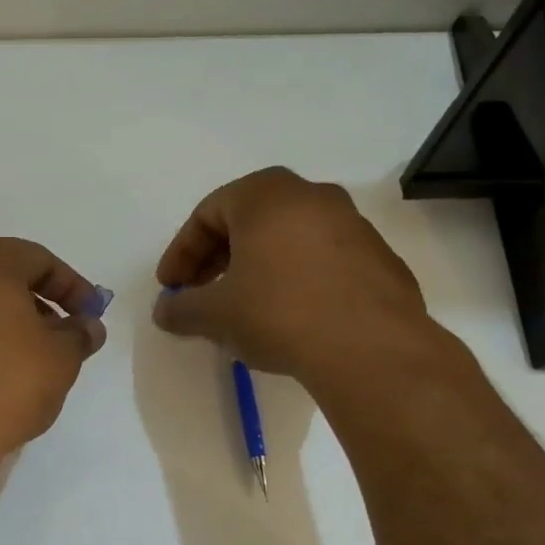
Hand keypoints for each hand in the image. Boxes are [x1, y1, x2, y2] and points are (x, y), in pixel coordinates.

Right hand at [153, 167, 433, 381]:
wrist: (370, 348)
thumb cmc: (279, 313)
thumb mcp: (215, 314)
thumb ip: (182, 308)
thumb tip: (165, 311)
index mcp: (266, 195)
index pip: (208, 213)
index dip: (181, 252)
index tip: (171, 288)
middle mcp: (312, 196)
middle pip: (249, 220)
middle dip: (218, 257)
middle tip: (202, 293)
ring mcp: (353, 224)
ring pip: (288, 238)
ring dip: (258, 266)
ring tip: (245, 307)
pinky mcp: (379, 258)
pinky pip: (322, 259)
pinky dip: (297, 278)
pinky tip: (291, 316)